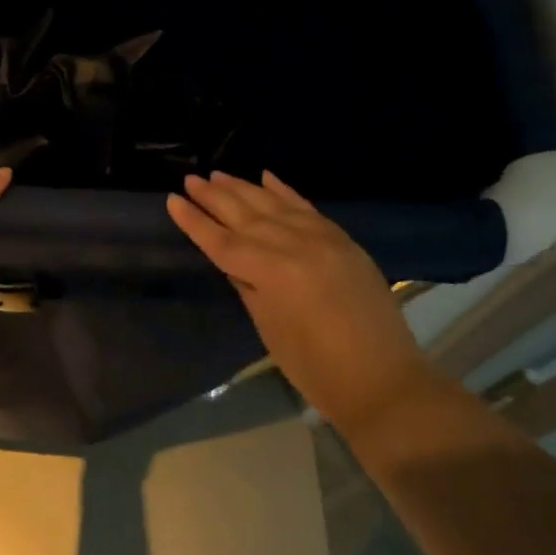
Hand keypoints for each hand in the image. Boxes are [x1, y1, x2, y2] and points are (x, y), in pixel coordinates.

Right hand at [167, 171, 427, 432]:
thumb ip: (247, 286)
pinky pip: (307, 207)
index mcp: (272, 273)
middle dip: (214, 197)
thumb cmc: (316, 368)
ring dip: (243, 188)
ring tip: (218, 174)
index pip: (222, 241)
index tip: (172, 200)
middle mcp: (295, 246)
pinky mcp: (343, 240)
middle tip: (191, 180)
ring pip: (274, 205)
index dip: (195, 222)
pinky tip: (266, 176)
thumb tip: (231, 260)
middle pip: (245, 216)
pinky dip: (284, 190)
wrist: (383, 380)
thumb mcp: (269, 328)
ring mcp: (322, 239)